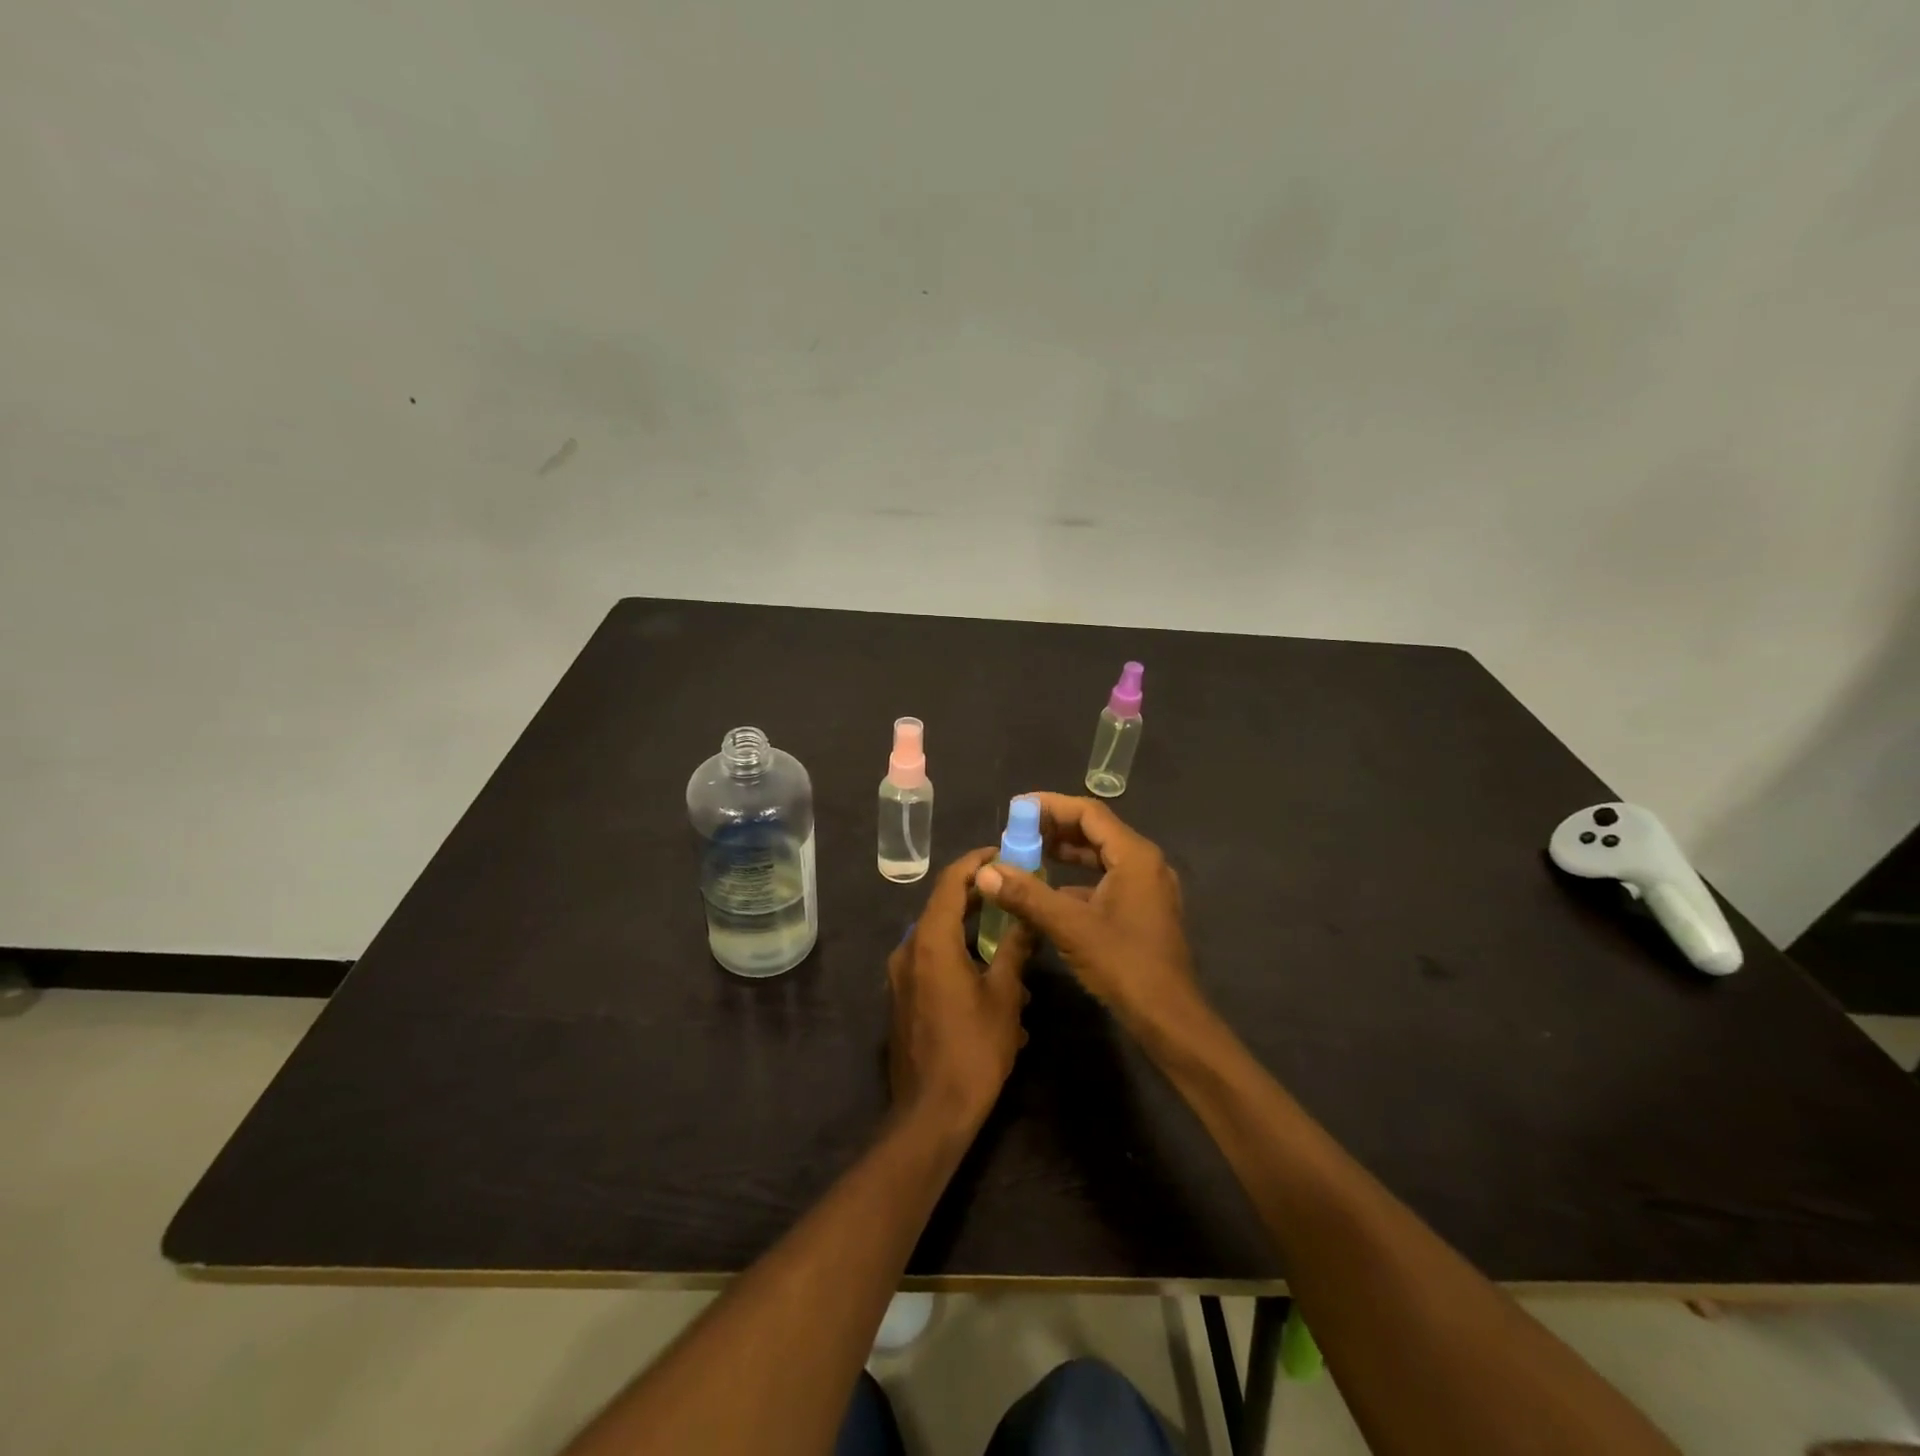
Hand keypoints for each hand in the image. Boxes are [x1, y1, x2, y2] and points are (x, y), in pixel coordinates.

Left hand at [888, 848, 1032, 1135]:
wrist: (931, 1114)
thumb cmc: (973, 1050)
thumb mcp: (1004, 995)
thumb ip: (1015, 948)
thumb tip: (1028, 915)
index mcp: (930, 940)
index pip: (951, 881)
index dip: (976, 861)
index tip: (1003, 852)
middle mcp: (908, 949)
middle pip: (943, 907)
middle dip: (979, 896)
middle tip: (1014, 891)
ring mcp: (901, 975)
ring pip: (940, 937)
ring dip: (973, 934)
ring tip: (1012, 945)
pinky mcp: (903, 997)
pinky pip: (933, 962)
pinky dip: (960, 958)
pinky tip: (993, 982)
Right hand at [974, 794, 1201, 1031]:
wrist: (1169, 1018)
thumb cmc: (1124, 965)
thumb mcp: (1070, 927)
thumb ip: (1027, 895)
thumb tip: (985, 871)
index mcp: (1135, 856)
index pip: (1089, 813)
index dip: (1051, 806)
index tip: (1017, 808)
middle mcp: (1145, 864)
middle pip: (1096, 831)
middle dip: (1055, 829)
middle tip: (1016, 832)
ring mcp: (1147, 888)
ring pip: (1101, 857)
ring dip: (1065, 854)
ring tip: (1027, 856)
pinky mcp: (1143, 910)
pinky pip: (1106, 880)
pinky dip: (1077, 879)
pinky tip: (1050, 893)